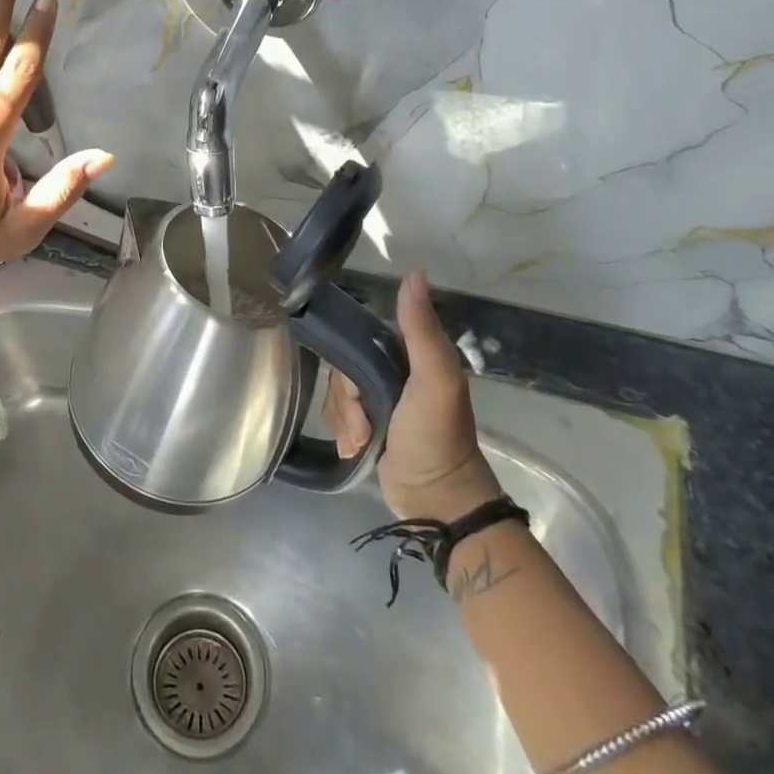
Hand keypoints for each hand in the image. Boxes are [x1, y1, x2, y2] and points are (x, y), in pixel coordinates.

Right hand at [324, 270, 500, 520]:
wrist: (436, 502)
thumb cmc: (436, 436)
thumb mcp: (435, 379)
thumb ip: (421, 329)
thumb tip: (414, 271)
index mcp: (409, 353)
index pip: (359, 336)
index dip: (348, 358)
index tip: (353, 390)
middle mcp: (392, 371)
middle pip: (343, 367)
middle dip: (345, 400)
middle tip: (362, 425)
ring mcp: (379, 400)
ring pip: (337, 392)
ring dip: (344, 419)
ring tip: (362, 442)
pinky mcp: (368, 426)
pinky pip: (338, 415)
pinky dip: (342, 432)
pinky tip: (354, 449)